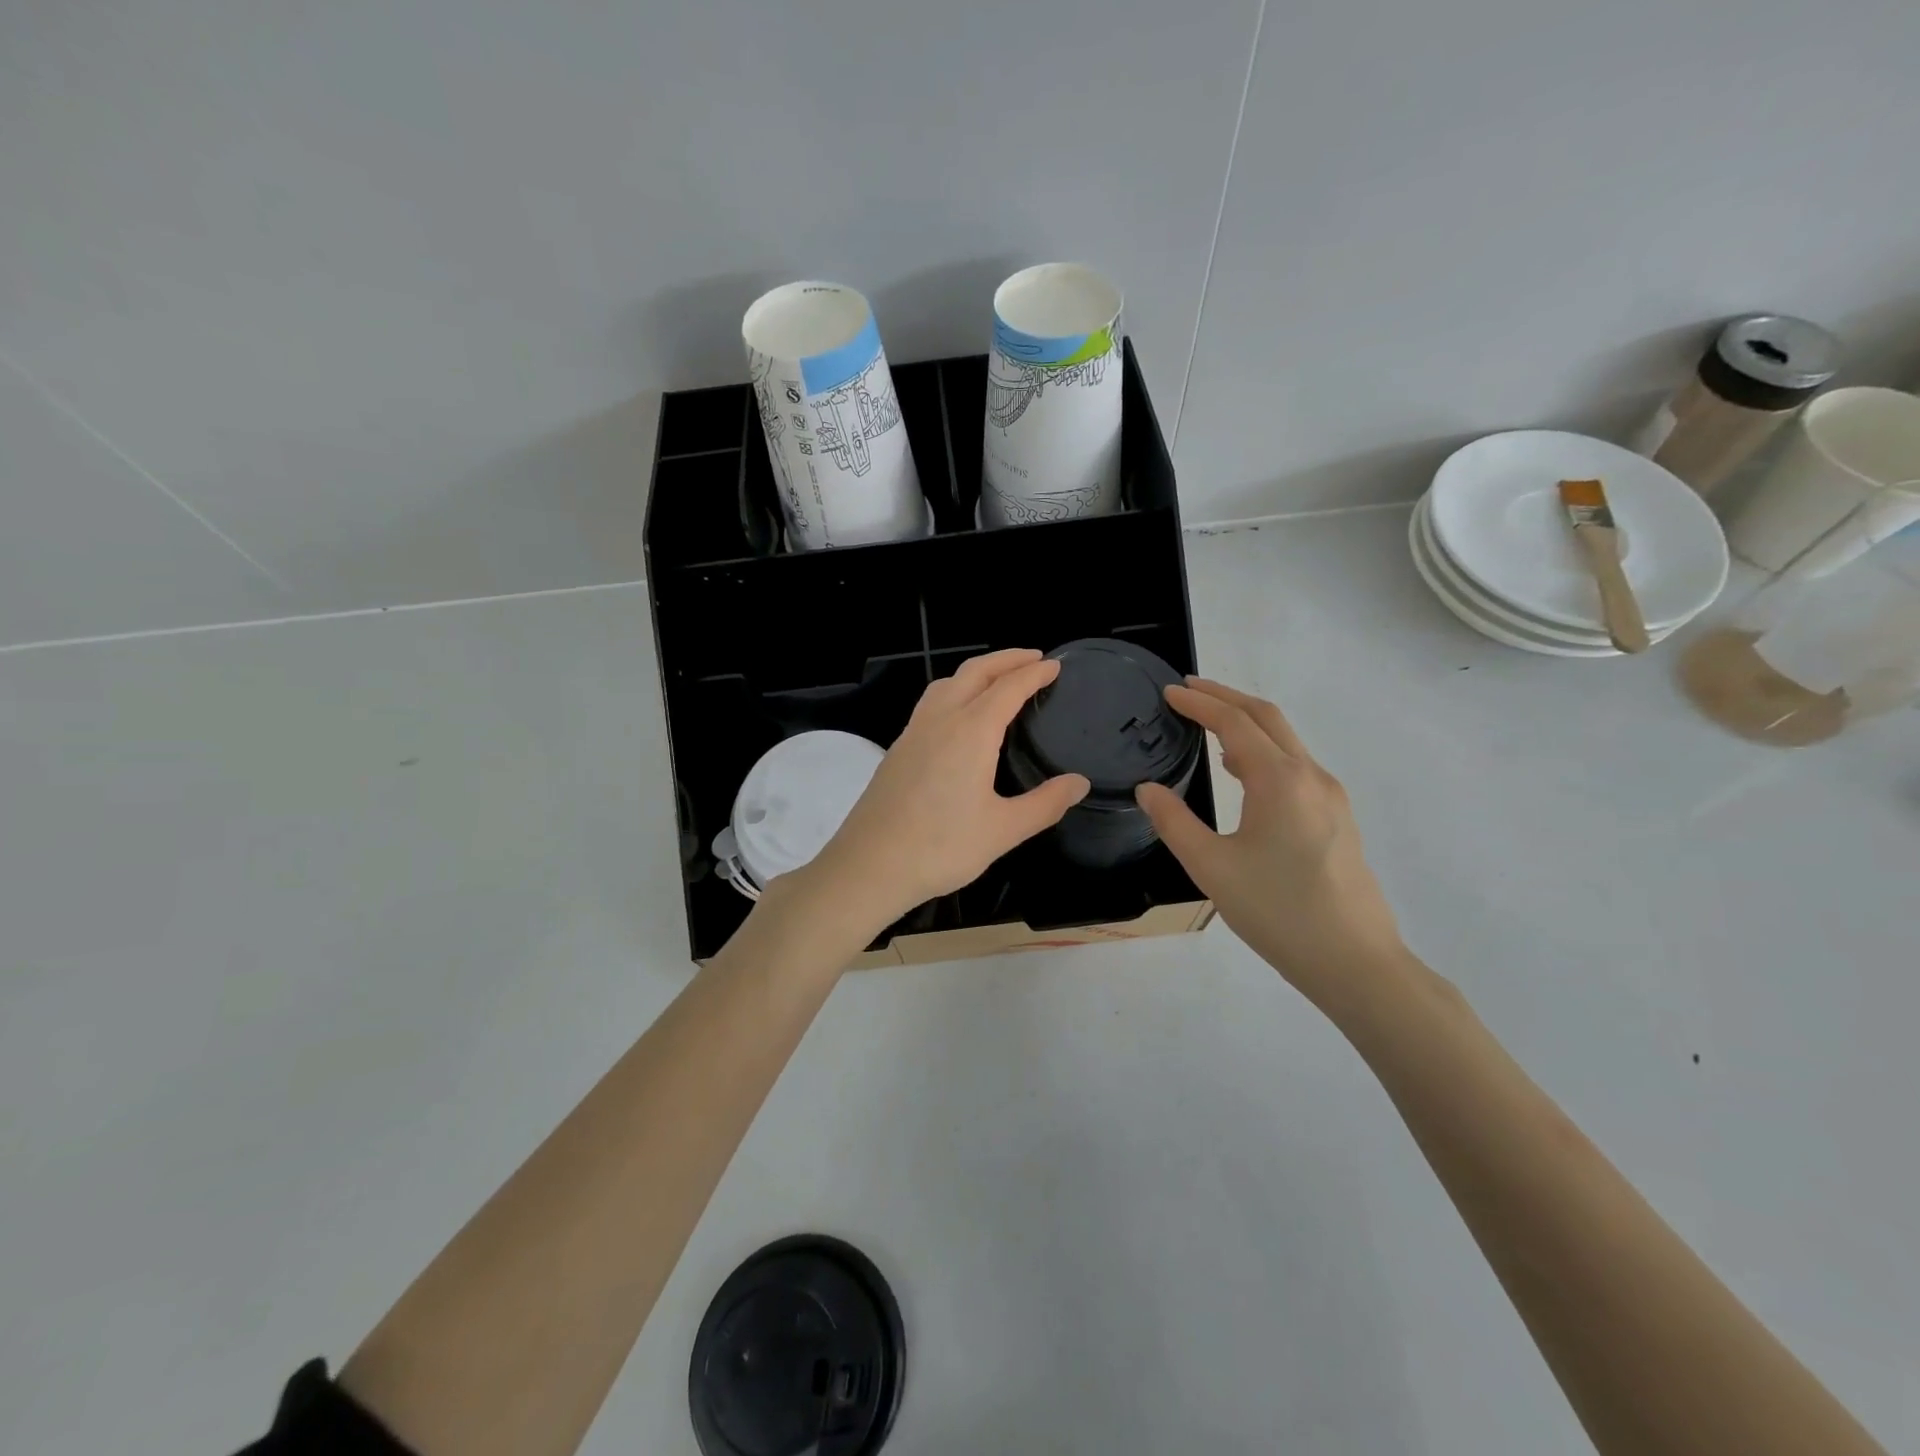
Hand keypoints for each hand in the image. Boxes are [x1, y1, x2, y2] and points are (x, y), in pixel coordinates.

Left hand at [801, 649, 1089, 935]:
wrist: (869, 865)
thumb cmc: (941, 848)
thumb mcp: (1004, 831)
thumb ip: (1045, 804)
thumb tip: (1079, 783)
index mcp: (970, 732)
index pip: (1008, 688)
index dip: (1034, 674)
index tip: (1054, 666)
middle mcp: (940, 720)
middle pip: (975, 672)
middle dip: (1006, 659)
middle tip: (1033, 658)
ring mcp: (913, 732)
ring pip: (946, 683)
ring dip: (976, 672)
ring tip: (998, 679)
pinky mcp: (898, 749)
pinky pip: (931, 703)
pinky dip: (955, 691)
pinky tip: (960, 716)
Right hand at [1136, 678, 1403, 1002]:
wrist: (1355, 961)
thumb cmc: (1278, 912)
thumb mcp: (1212, 868)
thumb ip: (1175, 822)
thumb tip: (1148, 789)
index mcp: (1280, 781)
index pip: (1236, 724)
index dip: (1200, 703)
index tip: (1170, 692)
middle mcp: (1311, 776)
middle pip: (1267, 718)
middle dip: (1226, 698)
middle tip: (1189, 691)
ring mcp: (1331, 796)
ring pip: (1286, 741)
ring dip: (1246, 724)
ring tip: (1208, 728)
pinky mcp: (1337, 818)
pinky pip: (1296, 766)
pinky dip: (1264, 752)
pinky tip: (1244, 774)